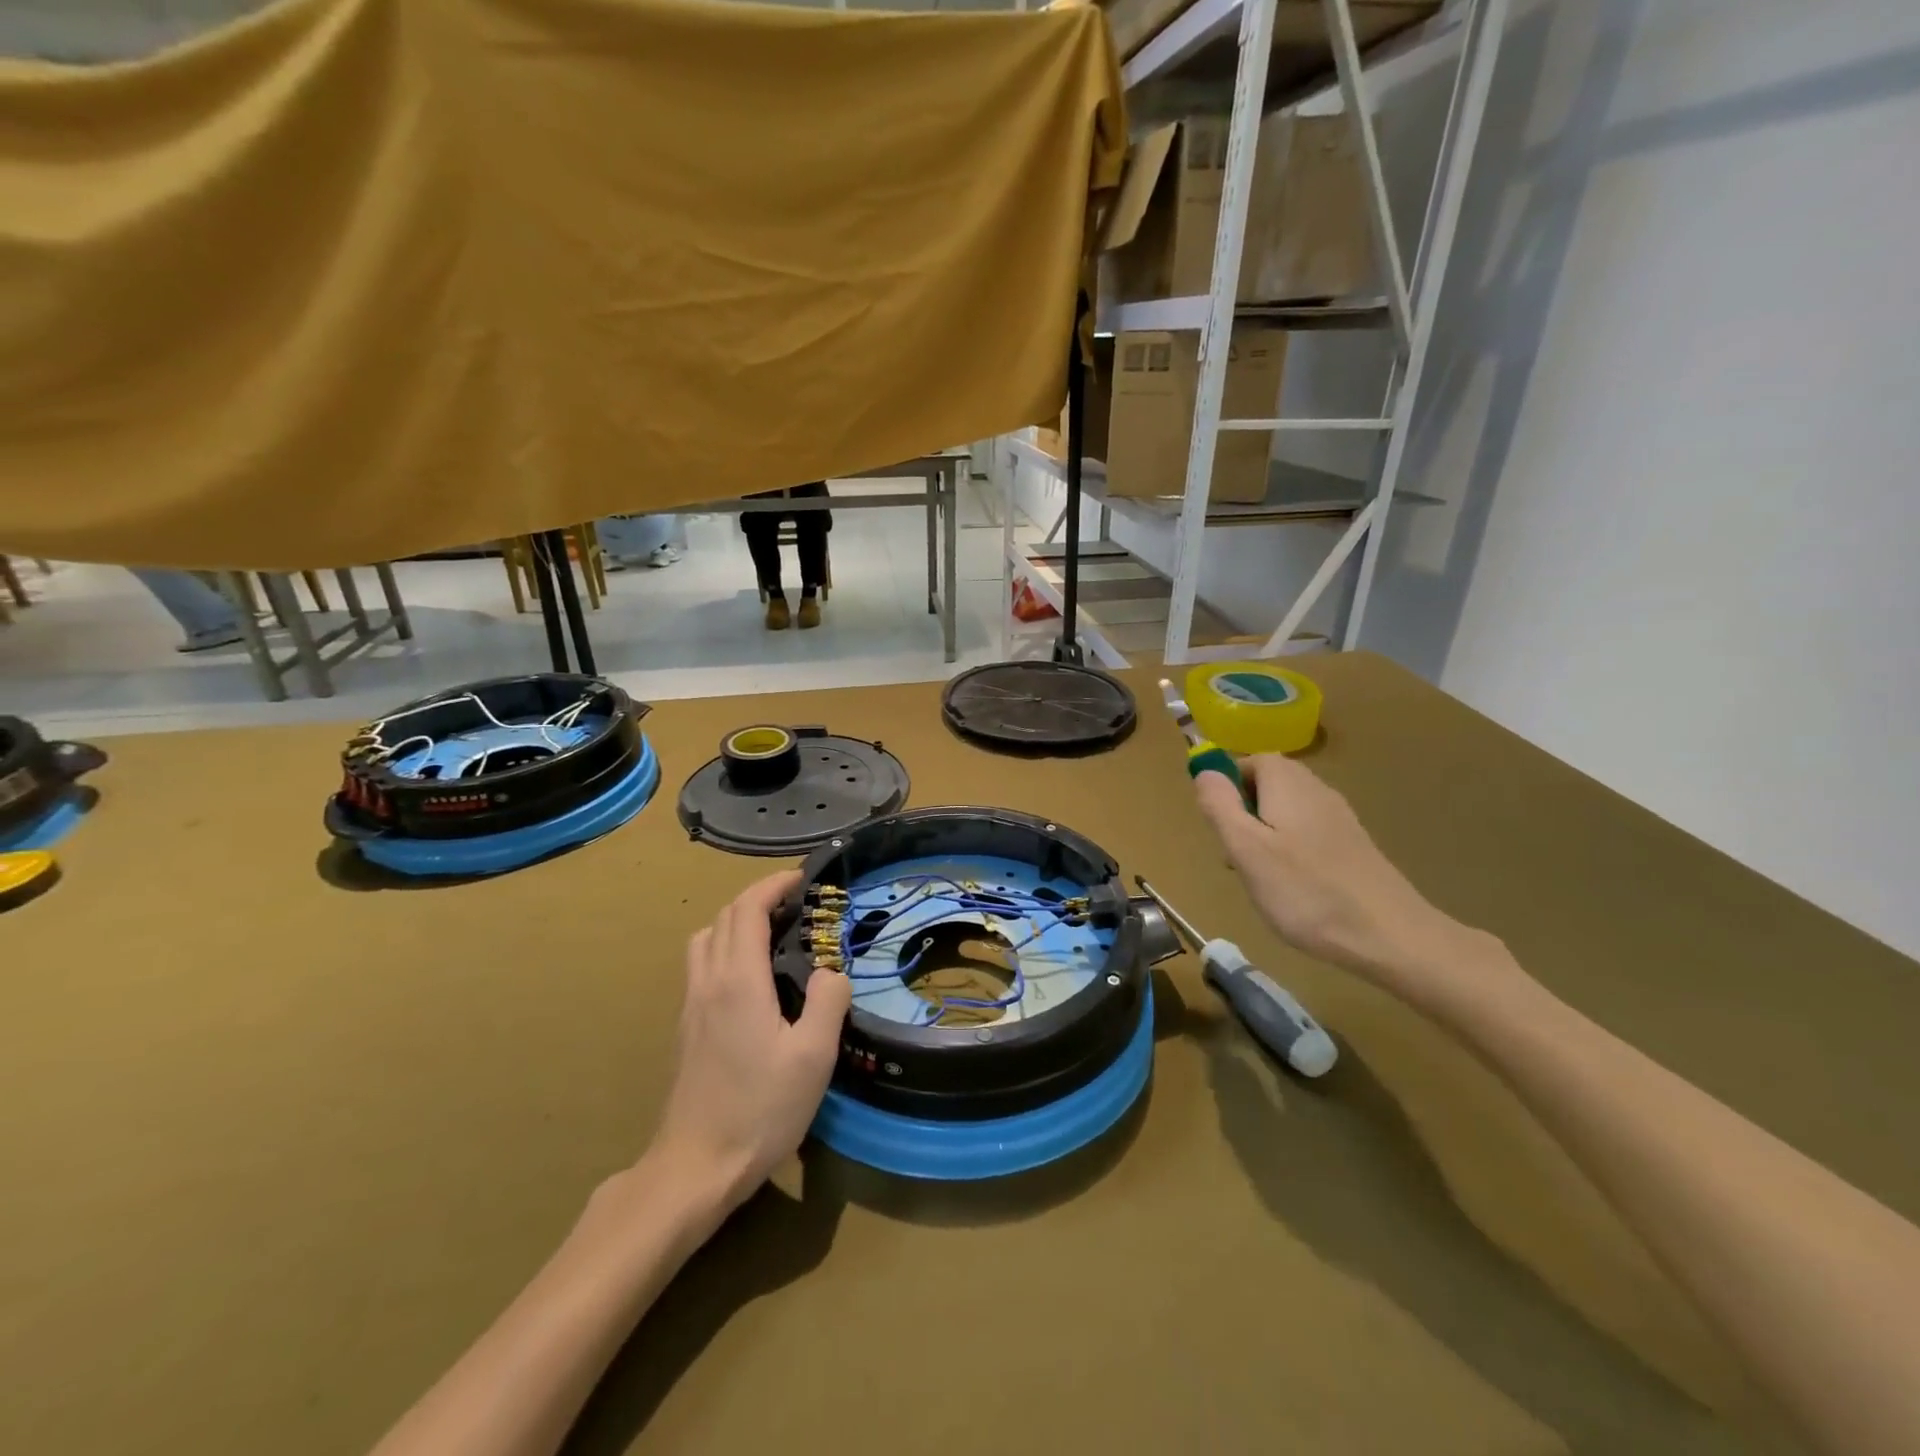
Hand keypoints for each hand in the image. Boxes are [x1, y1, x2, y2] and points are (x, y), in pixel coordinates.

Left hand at [647, 871, 851, 1211]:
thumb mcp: (814, 1057)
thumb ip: (829, 1002)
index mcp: (738, 980)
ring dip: (737, 921)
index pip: (747, 909)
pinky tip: (751, 978)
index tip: (802, 878)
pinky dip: (726, 946)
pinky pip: (702, 964)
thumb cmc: (760, 1109)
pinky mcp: (685, 1027)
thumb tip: (832, 971)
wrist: (695, 1166)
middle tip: (796, 903)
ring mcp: (691, 1004)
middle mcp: (708, 981)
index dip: (773, 884)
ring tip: (772, 934)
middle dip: (759, 897)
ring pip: (707, 938)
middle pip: (724, 917)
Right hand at [1193, 755, 1455, 987]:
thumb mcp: (1246, 848)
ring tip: (1261, 877)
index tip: (1219, 825)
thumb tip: (1203, 769)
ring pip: (1285, 811)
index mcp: (1287, 782)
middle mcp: (1315, 789)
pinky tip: (1292, 887)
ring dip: (1263, 836)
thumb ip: (1220, 805)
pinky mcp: (1352, 844)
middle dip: (1243, 814)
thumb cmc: (1306, 891)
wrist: (1390, 936)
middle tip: (1236, 856)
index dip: (1226, 787)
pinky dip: (1289, 851)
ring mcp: (1338, 817)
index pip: (1248, 761)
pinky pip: (1306, 833)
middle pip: (1267, 784)